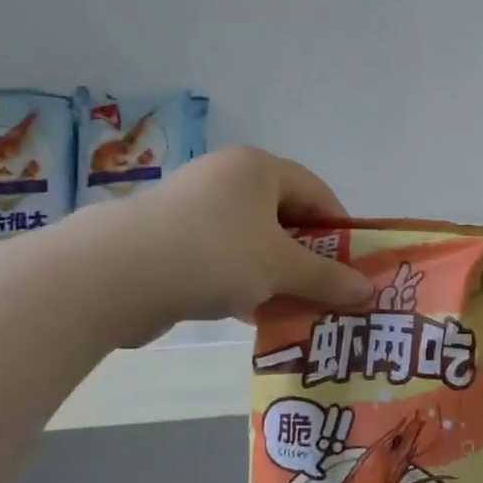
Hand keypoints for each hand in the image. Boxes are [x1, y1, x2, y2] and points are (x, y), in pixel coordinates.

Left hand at [67, 146, 373, 334]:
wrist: (114, 275)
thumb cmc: (214, 253)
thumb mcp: (280, 267)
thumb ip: (326, 278)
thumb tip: (368, 292)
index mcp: (257, 167)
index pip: (316, 191)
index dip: (340, 228)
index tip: (354, 267)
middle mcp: (226, 179)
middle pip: (283, 217)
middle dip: (308, 258)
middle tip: (328, 292)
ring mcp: (193, 209)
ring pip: (251, 242)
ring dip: (276, 275)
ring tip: (295, 310)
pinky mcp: (169, 240)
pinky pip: (220, 259)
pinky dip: (242, 283)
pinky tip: (252, 315)